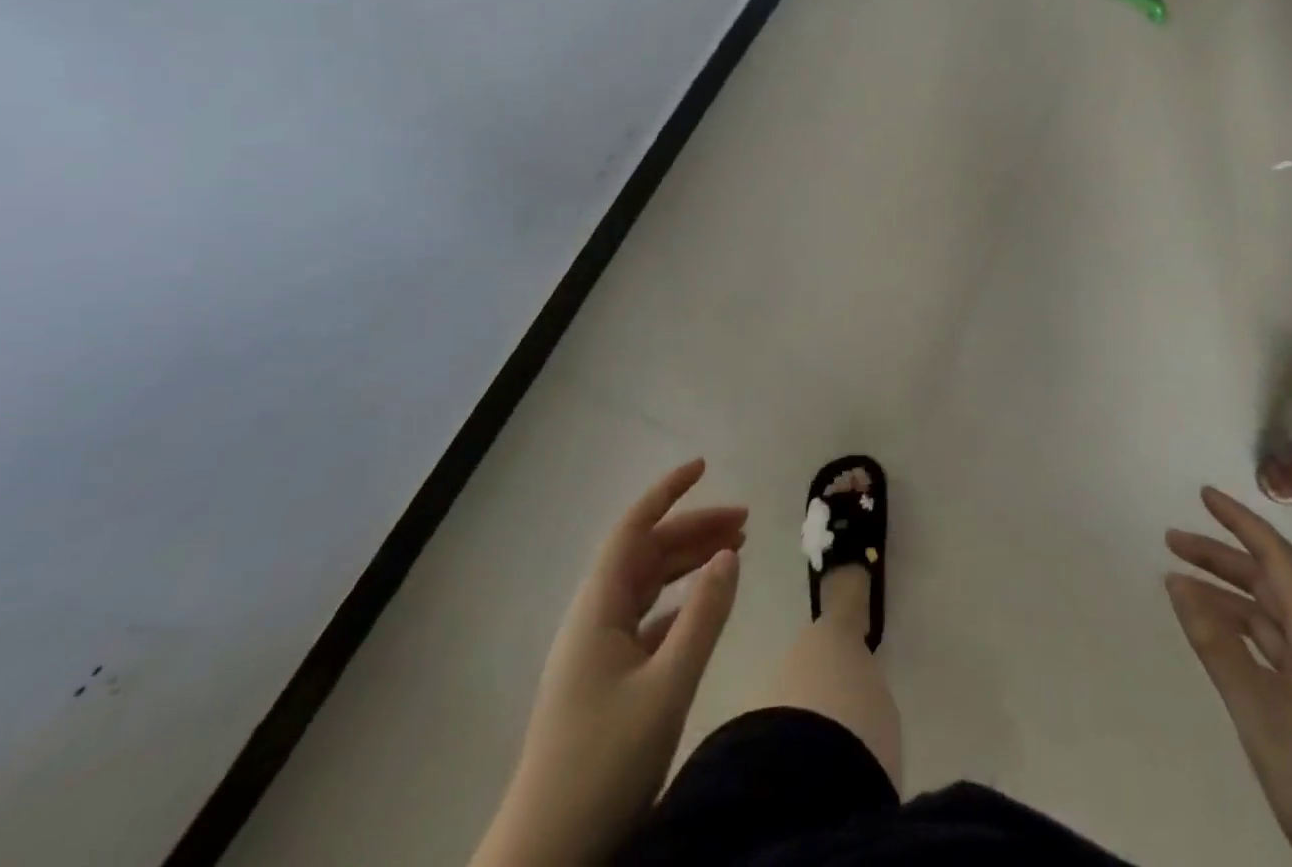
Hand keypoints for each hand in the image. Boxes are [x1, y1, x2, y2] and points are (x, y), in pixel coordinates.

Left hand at [473, 459, 745, 866]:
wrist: (545, 858)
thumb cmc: (602, 764)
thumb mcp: (666, 687)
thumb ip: (703, 617)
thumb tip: (731, 553)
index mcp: (598, 607)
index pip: (634, 527)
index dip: (667, 492)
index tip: (704, 465)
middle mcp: (595, 617)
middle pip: (647, 553)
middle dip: (694, 529)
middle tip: (746, 521)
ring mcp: (598, 650)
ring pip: (649, 584)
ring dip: (689, 562)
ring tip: (735, 550)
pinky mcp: (607, 680)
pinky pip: (649, 619)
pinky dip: (681, 602)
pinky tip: (706, 606)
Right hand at [1164, 488, 1291, 866]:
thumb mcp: (1263, 718)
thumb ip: (1218, 647)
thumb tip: (1176, 580)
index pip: (1282, 562)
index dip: (1244, 523)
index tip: (1204, 494)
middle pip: (1274, 585)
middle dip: (1224, 556)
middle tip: (1172, 539)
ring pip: (1272, 619)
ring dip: (1228, 594)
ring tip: (1180, 584)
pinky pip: (1274, 651)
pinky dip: (1239, 632)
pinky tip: (1216, 637)